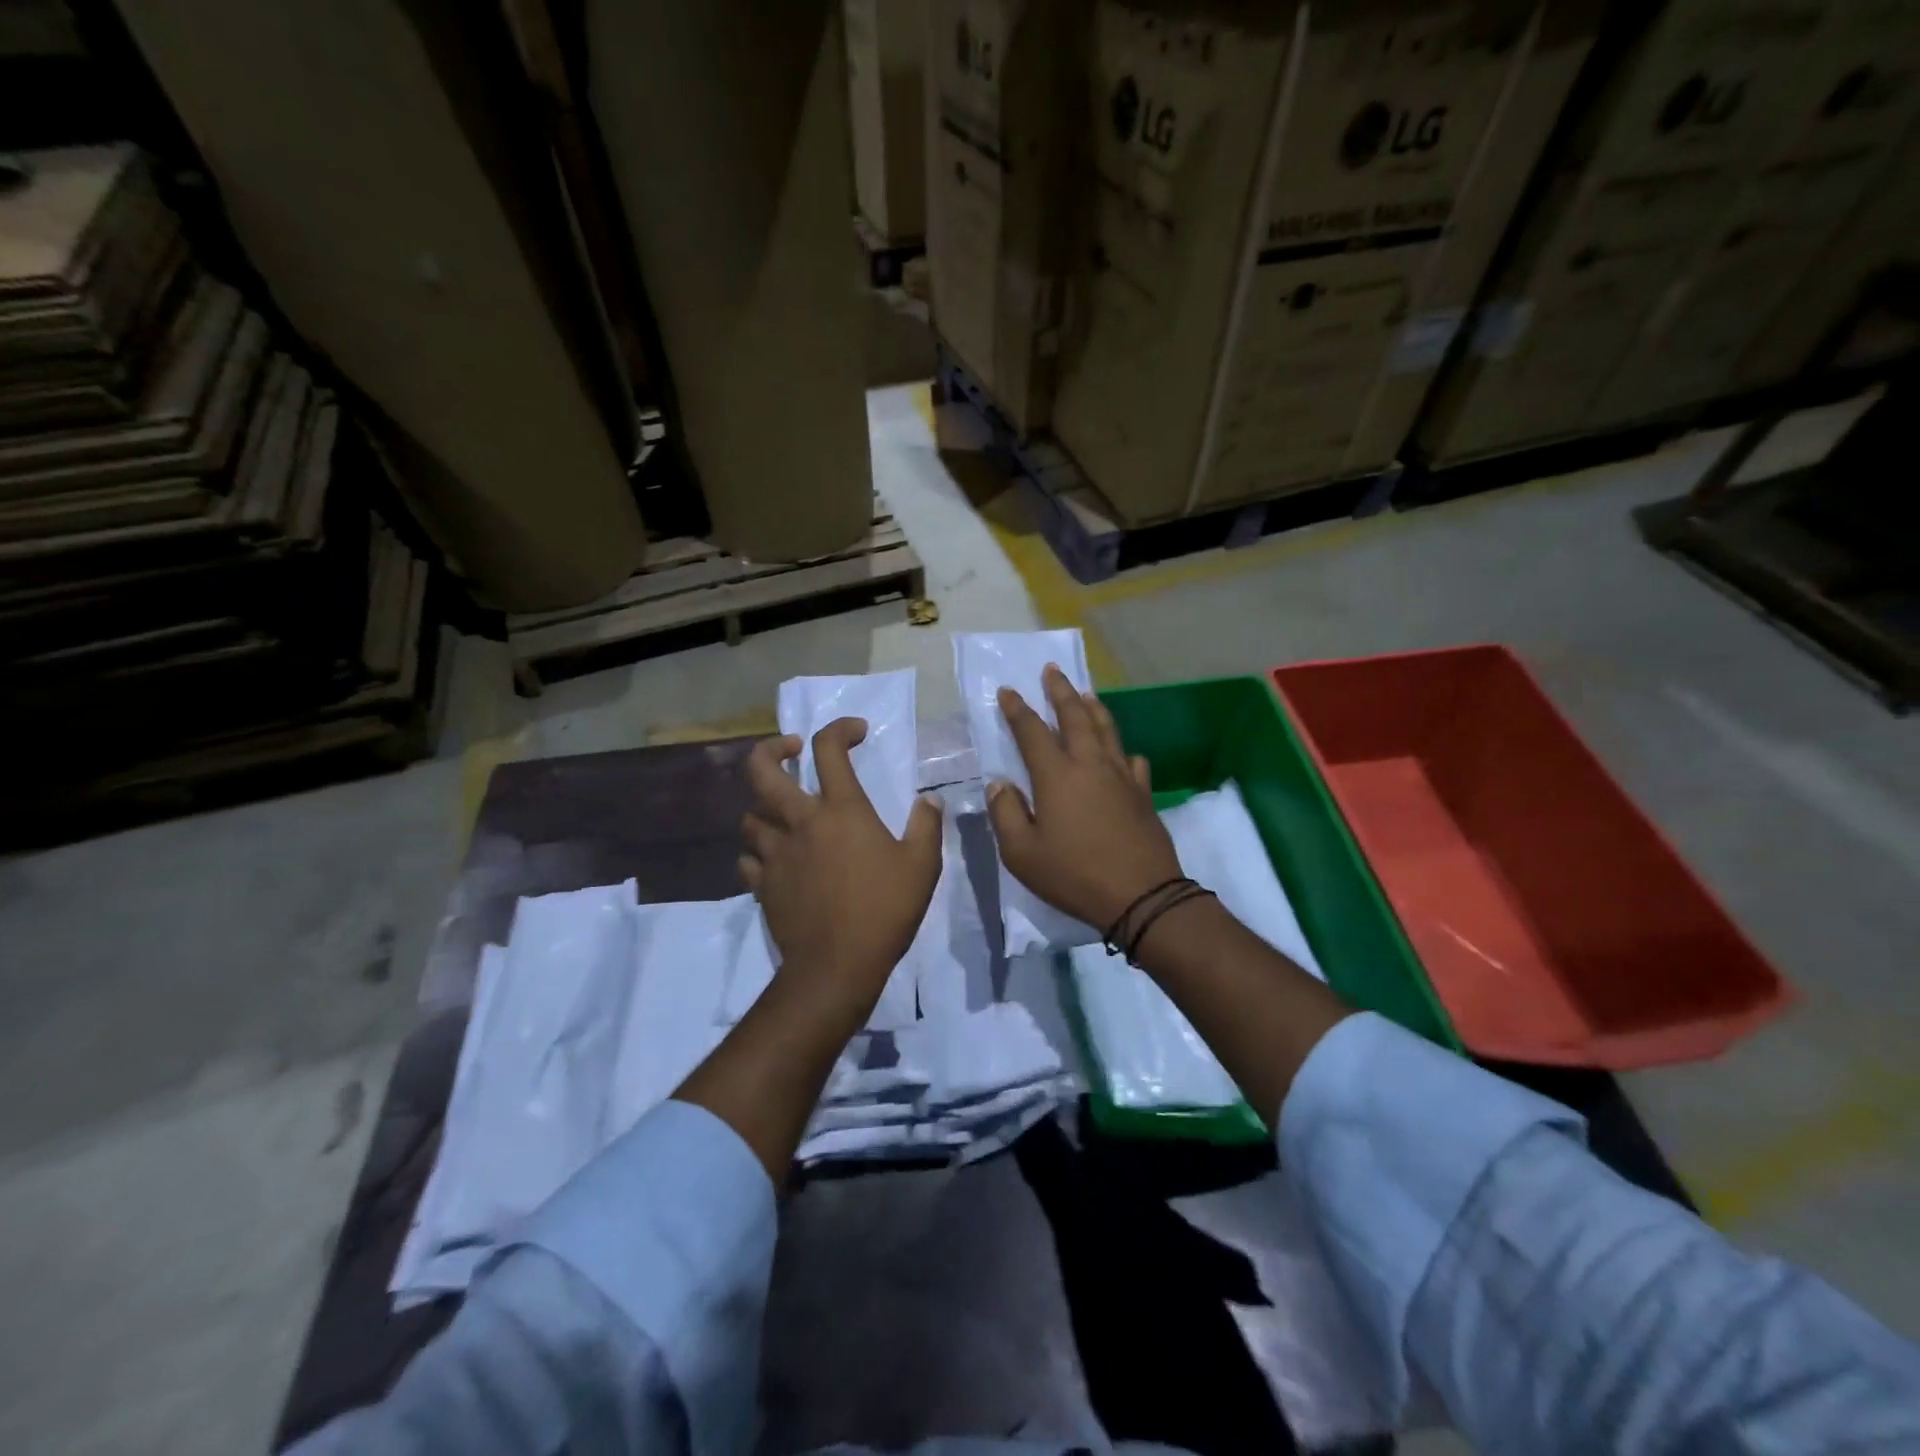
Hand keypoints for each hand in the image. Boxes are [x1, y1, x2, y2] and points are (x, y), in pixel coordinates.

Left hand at [740, 719, 942, 1024]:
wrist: (837, 965)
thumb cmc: (884, 909)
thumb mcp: (922, 866)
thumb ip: (927, 826)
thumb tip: (929, 801)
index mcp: (840, 810)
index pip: (828, 749)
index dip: (840, 729)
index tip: (857, 733)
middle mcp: (800, 822)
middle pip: (761, 770)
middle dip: (770, 749)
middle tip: (790, 750)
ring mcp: (776, 854)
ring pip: (750, 815)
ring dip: (764, 806)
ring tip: (784, 812)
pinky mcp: (763, 885)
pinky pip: (748, 858)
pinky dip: (758, 852)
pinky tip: (773, 858)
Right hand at [986, 665, 1181, 930]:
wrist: (1141, 896)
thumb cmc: (1074, 875)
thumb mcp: (1022, 853)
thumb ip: (1006, 814)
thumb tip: (1000, 783)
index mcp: (1057, 776)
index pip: (1032, 732)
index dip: (1018, 710)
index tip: (1007, 690)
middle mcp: (1090, 765)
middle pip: (1075, 717)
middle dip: (1061, 691)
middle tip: (1052, 670)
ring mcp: (1122, 777)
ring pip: (1107, 730)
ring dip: (1093, 708)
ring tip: (1086, 694)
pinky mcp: (1143, 794)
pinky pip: (1131, 760)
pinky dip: (1121, 750)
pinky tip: (1121, 753)